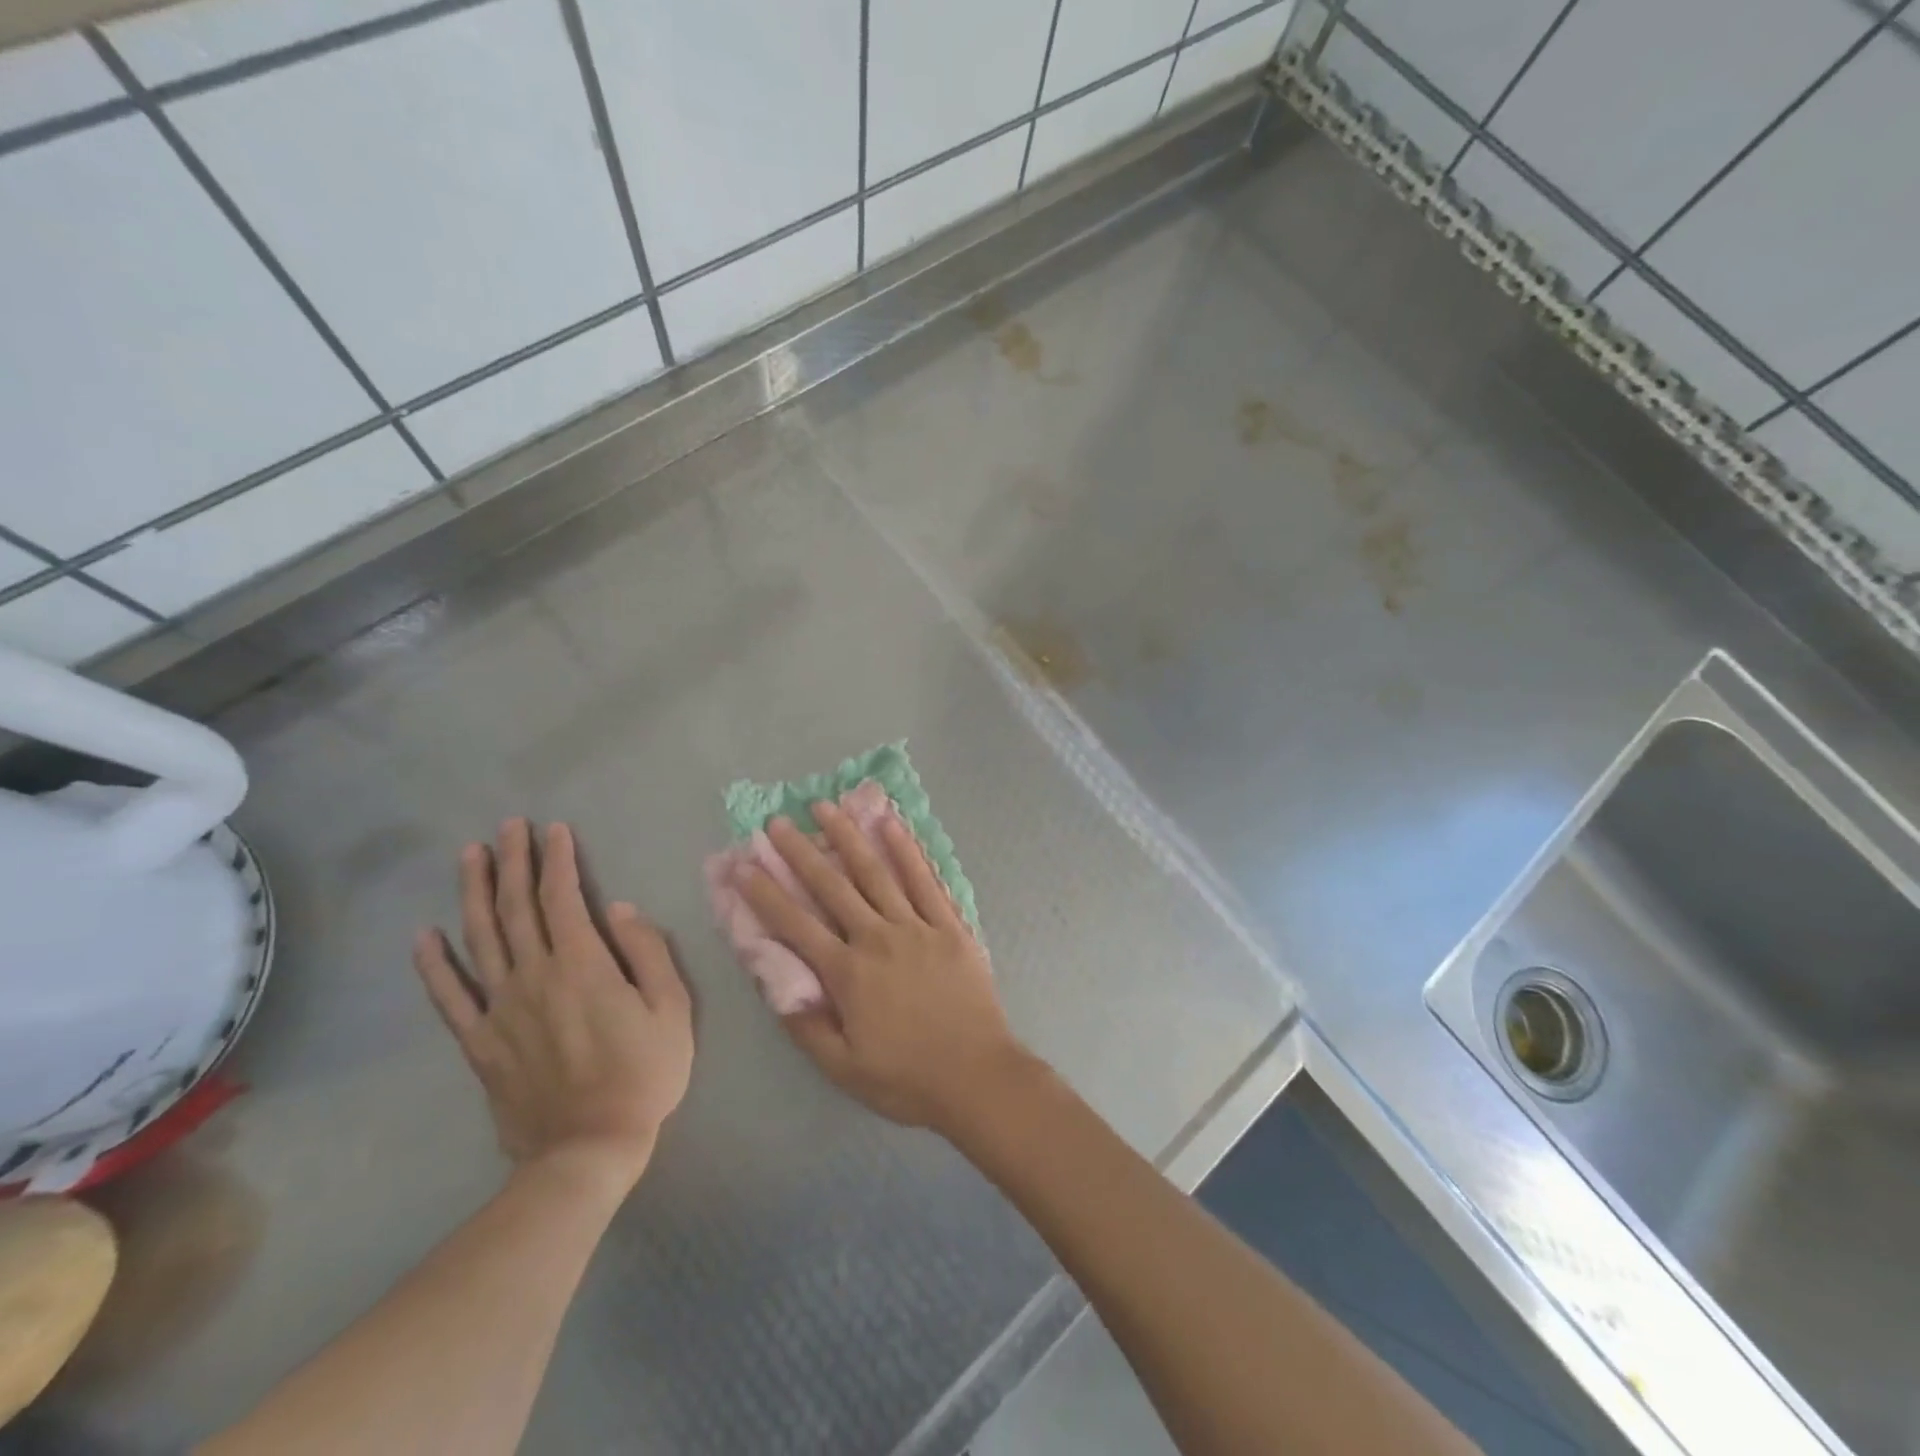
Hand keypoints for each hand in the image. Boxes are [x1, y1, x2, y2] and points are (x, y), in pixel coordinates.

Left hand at [414, 819, 693, 1193]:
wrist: (587, 1149)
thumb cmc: (643, 1074)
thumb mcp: (672, 1009)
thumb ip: (649, 953)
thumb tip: (622, 910)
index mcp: (583, 965)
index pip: (564, 899)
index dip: (557, 861)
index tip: (554, 830)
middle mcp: (534, 977)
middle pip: (517, 909)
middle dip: (513, 862)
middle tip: (508, 827)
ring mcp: (500, 1009)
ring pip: (480, 939)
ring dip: (474, 893)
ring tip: (470, 856)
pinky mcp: (480, 1042)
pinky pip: (449, 997)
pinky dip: (434, 965)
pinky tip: (424, 936)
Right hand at [738, 802, 1031, 1134]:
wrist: (977, 1077)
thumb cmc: (906, 1078)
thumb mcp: (842, 1068)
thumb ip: (806, 1025)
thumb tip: (775, 987)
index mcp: (847, 973)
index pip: (796, 925)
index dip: (766, 894)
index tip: (743, 865)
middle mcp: (877, 938)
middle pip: (833, 887)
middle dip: (800, 852)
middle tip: (777, 822)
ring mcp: (916, 926)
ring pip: (876, 873)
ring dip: (849, 838)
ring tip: (827, 807)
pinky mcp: (949, 925)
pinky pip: (925, 880)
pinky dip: (906, 851)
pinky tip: (890, 824)